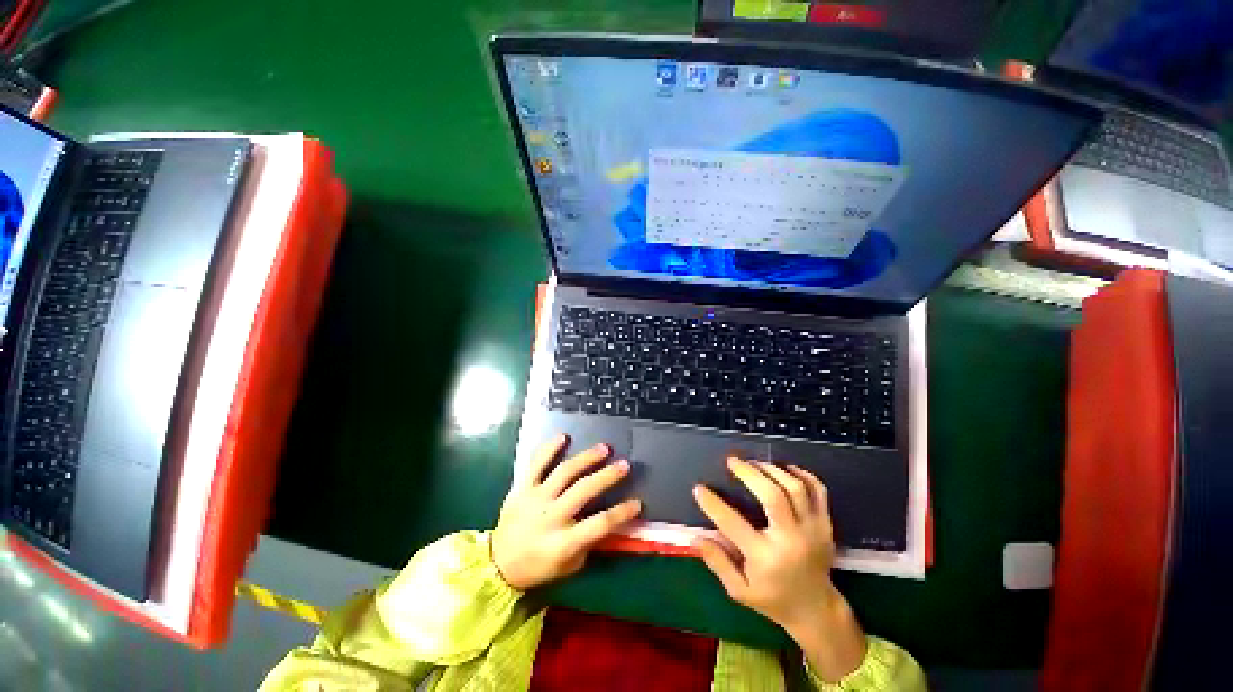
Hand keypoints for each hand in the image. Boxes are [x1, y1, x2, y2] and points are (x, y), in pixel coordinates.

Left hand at [491, 434, 641, 590]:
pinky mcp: (521, 488)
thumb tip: (612, 522)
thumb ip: (589, 543)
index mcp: (563, 542)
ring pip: (564, 472)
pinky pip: (535, 464)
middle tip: (624, 465)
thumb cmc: (538, 567)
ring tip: (604, 448)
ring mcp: (534, 499)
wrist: (498, 563)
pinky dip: (549, 449)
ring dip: (586, 458)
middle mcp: (550, 517)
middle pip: (583, 491)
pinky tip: (563, 436)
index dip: (621, 513)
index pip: (599, 525)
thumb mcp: (568, 566)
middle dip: (607, 476)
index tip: (637, 503)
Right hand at [692, 457, 865, 682]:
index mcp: (766, 558)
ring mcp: (813, 530)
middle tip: (732, 461)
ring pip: (794, 487)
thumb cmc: (773, 599)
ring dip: (772, 470)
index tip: (699, 488)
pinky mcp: (826, 525)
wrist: (816, 610)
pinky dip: (802, 474)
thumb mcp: (739, 590)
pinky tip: (785, 468)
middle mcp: (791, 540)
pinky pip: (818, 490)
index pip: (733, 523)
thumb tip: (694, 537)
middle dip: (749, 473)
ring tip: (754, 463)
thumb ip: (717, 561)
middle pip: (772, 495)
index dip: (713, 503)